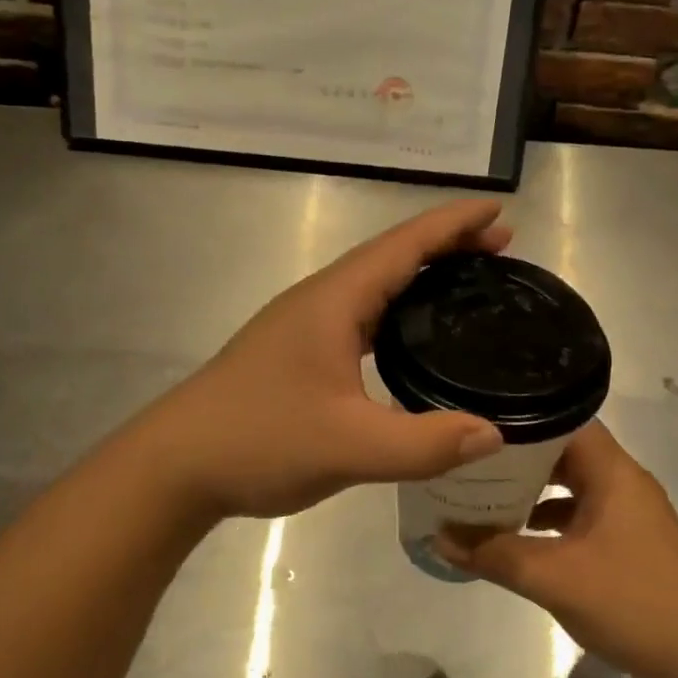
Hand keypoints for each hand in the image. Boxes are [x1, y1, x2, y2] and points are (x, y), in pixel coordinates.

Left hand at [150, 200, 512, 519]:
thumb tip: (493, 433)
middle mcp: (320, 301)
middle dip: (447, 245)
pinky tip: (413, 339)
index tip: (500, 212)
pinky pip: (361, 317)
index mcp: (334, 301)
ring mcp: (304, 326)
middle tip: (501, 248)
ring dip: (421, 277)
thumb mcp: (349, 446)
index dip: (453, 224)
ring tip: (469, 285)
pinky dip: (398, 313)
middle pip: (391, 257)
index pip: (403, 245)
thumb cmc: (258, 440)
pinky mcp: (297, 353)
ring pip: (374, 287)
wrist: (176, 466)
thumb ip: (424, 443)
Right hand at [439, 422, 677, 677]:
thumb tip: (439, 536)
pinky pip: (581, 514)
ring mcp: (629, 512)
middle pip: (564, 451)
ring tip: (484, 492)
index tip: (477, 424)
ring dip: (532, 489)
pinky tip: (519, 536)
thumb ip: (494, 554)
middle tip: (469, 459)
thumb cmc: (633, 602)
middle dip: (518, 456)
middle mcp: (622, 481)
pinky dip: (550, 518)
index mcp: (612, 471)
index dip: (520, 417)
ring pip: (572, 485)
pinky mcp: (629, 542)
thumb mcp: (553, 577)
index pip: (562, 419)